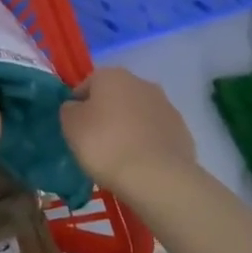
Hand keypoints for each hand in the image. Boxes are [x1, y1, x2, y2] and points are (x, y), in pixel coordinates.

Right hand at [60, 67, 196, 193]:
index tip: (75, 129)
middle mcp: (141, 83)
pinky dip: (147, 143)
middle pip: (115, 97)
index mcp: (112, 75)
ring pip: (138, 114)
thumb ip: (69, 109)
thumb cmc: (106, 145)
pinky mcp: (182, 131)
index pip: (86, 85)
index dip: (78, 106)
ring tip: (119, 156)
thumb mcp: (71, 125)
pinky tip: (140, 164)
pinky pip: (156, 134)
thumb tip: (76, 107)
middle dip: (106, 114)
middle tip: (96, 142)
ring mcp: (166, 106)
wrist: (157, 177)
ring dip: (128, 128)